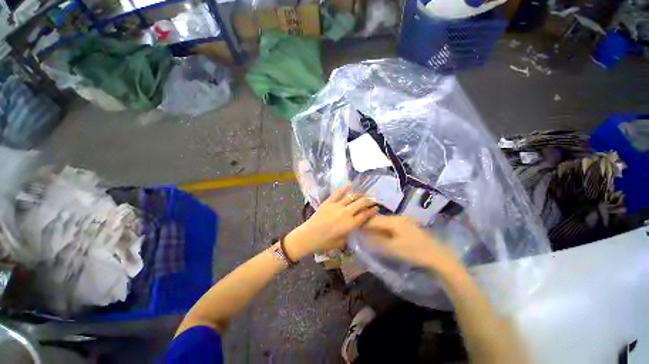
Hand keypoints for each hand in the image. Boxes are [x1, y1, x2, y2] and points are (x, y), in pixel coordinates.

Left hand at [284, 185, 377, 259]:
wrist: (308, 236)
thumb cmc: (324, 243)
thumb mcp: (341, 243)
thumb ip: (349, 234)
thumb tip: (353, 228)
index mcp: (350, 225)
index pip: (365, 215)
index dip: (372, 211)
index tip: (376, 208)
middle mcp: (345, 213)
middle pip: (361, 203)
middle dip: (369, 201)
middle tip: (373, 200)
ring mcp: (336, 206)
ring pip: (351, 197)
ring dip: (359, 195)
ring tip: (363, 194)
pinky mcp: (328, 202)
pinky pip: (338, 193)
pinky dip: (344, 188)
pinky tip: (350, 185)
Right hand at [361, 216, 460, 270]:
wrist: (437, 258)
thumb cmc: (413, 252)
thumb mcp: (391, 248)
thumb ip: (375, 240)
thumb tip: (362, 235)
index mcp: (393, 221)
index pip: (373, 220)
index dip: (363, 224)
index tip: (355, 228)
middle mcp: (398, 218)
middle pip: (379, 220)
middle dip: (369, 226)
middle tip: (361, 232)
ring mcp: (404, 222)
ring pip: (385, 223)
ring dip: (377, 228)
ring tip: (369, 234)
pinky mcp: (408, 227)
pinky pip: (392, 226)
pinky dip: (384, 230)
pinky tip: (382, 236)